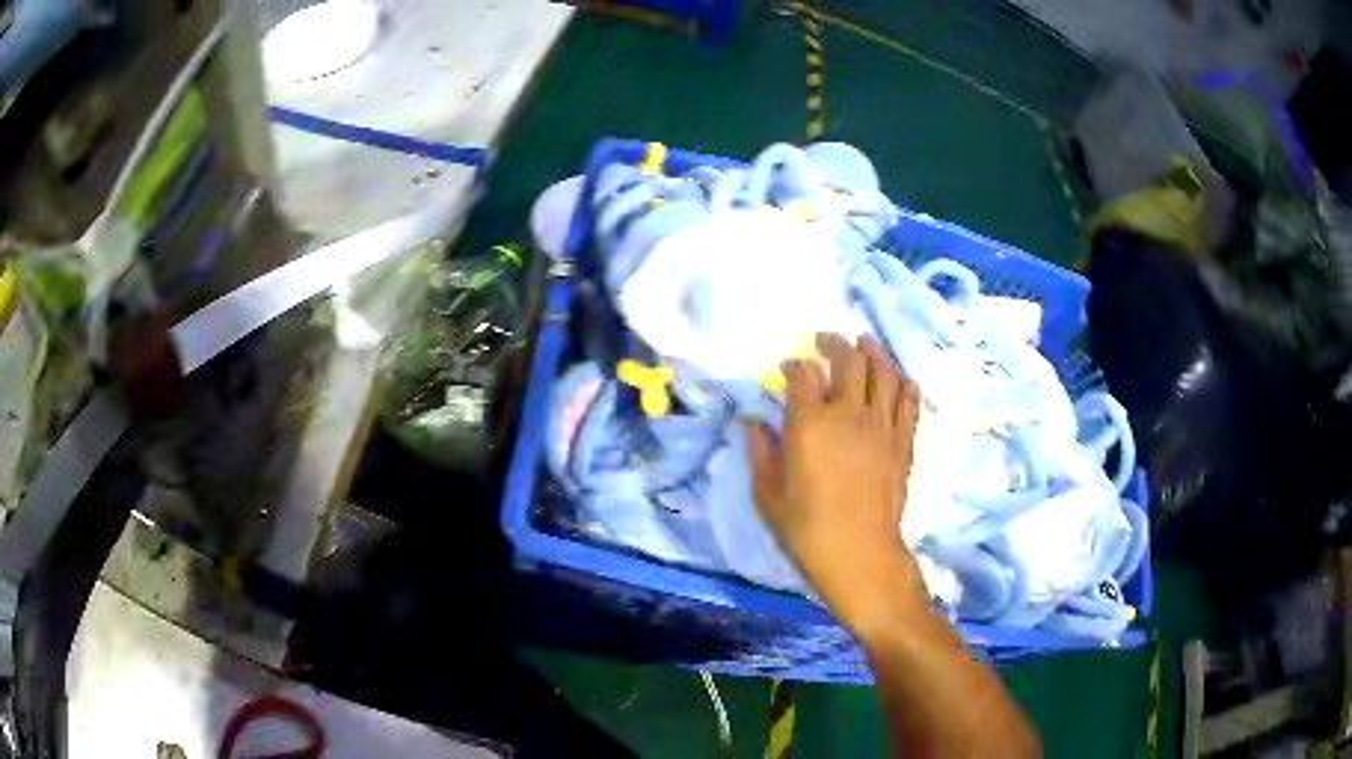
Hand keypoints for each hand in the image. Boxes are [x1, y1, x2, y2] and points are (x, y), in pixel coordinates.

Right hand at [746, 333, 923, 629]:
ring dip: (873, 352)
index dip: (794, 364)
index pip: (802, 375)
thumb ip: (759, 452)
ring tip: (865, 344)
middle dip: (835, 343)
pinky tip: (898, 379)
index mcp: (810, 425)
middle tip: (826, 340)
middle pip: (849, 360)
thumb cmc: (806, 530)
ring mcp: (882, 426)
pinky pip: (909, 401)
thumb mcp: (767, 495)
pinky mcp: (904, 442)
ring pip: (884, 372)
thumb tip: (752, 422)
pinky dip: (903, 383)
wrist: (860, 555)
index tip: (788, 366)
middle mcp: (849, 414)